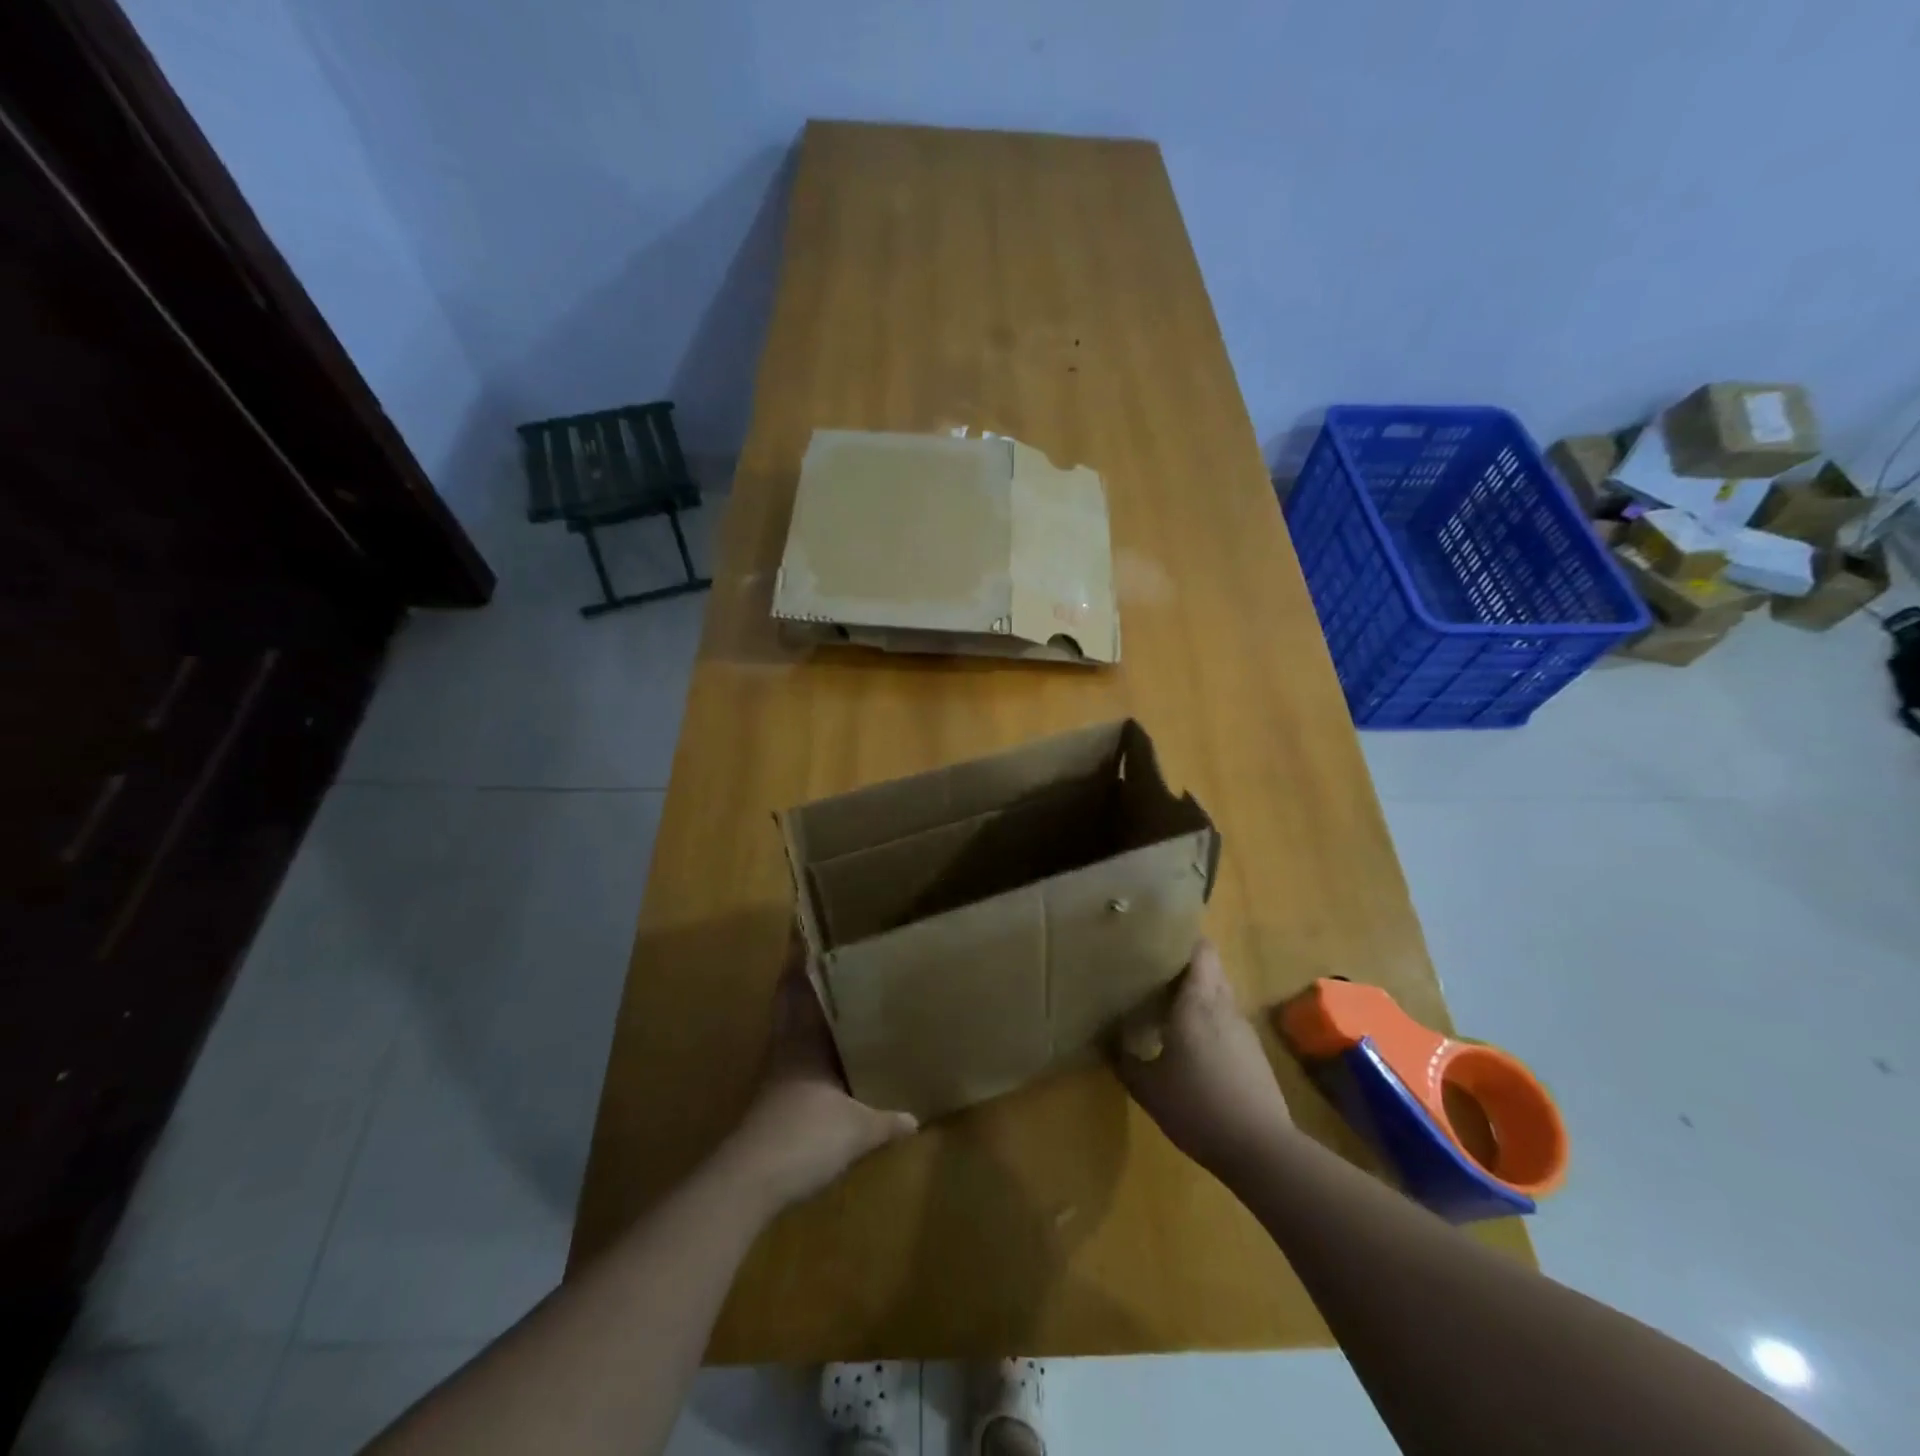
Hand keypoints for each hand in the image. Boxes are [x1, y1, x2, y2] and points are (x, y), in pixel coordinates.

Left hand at [717, 945, 917, 1212]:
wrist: (752, 1180)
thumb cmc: (805, 1136)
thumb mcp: (857, 1130)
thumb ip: (886, 1121)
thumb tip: (915, 1117)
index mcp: (805, 1041)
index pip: (799, 989)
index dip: (801, 962)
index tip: (809, 936)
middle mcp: (787, 1050)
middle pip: (789, 1006)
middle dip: (801, 984)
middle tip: (826, 964)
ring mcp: (776, 1077)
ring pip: (790, 1033)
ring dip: (805, 1017)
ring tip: (834, 1006)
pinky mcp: (773, 1103)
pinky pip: (793, 1063)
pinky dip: (807, 1053)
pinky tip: (827, 1064)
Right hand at [1114, 939, 1293, 1182]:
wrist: (1261, 1150)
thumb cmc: (1197, 1107)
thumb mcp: (1148, 1088)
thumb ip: (1125, 1060)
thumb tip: (1107, 1039)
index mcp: (1197, 1002)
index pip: (1200, 951)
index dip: (1183, 938)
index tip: (1158, 936)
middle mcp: (1224, 1006)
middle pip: (1210, 969)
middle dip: (1185, 965)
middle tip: (1154, 970)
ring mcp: (1243, 1030)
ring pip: (1220, 995)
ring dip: (1198, 993)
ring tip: (1168, 1004)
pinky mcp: (1254, 1054)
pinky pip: (1227, 1021)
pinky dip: (1210, 1020)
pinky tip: (1191, 1042)